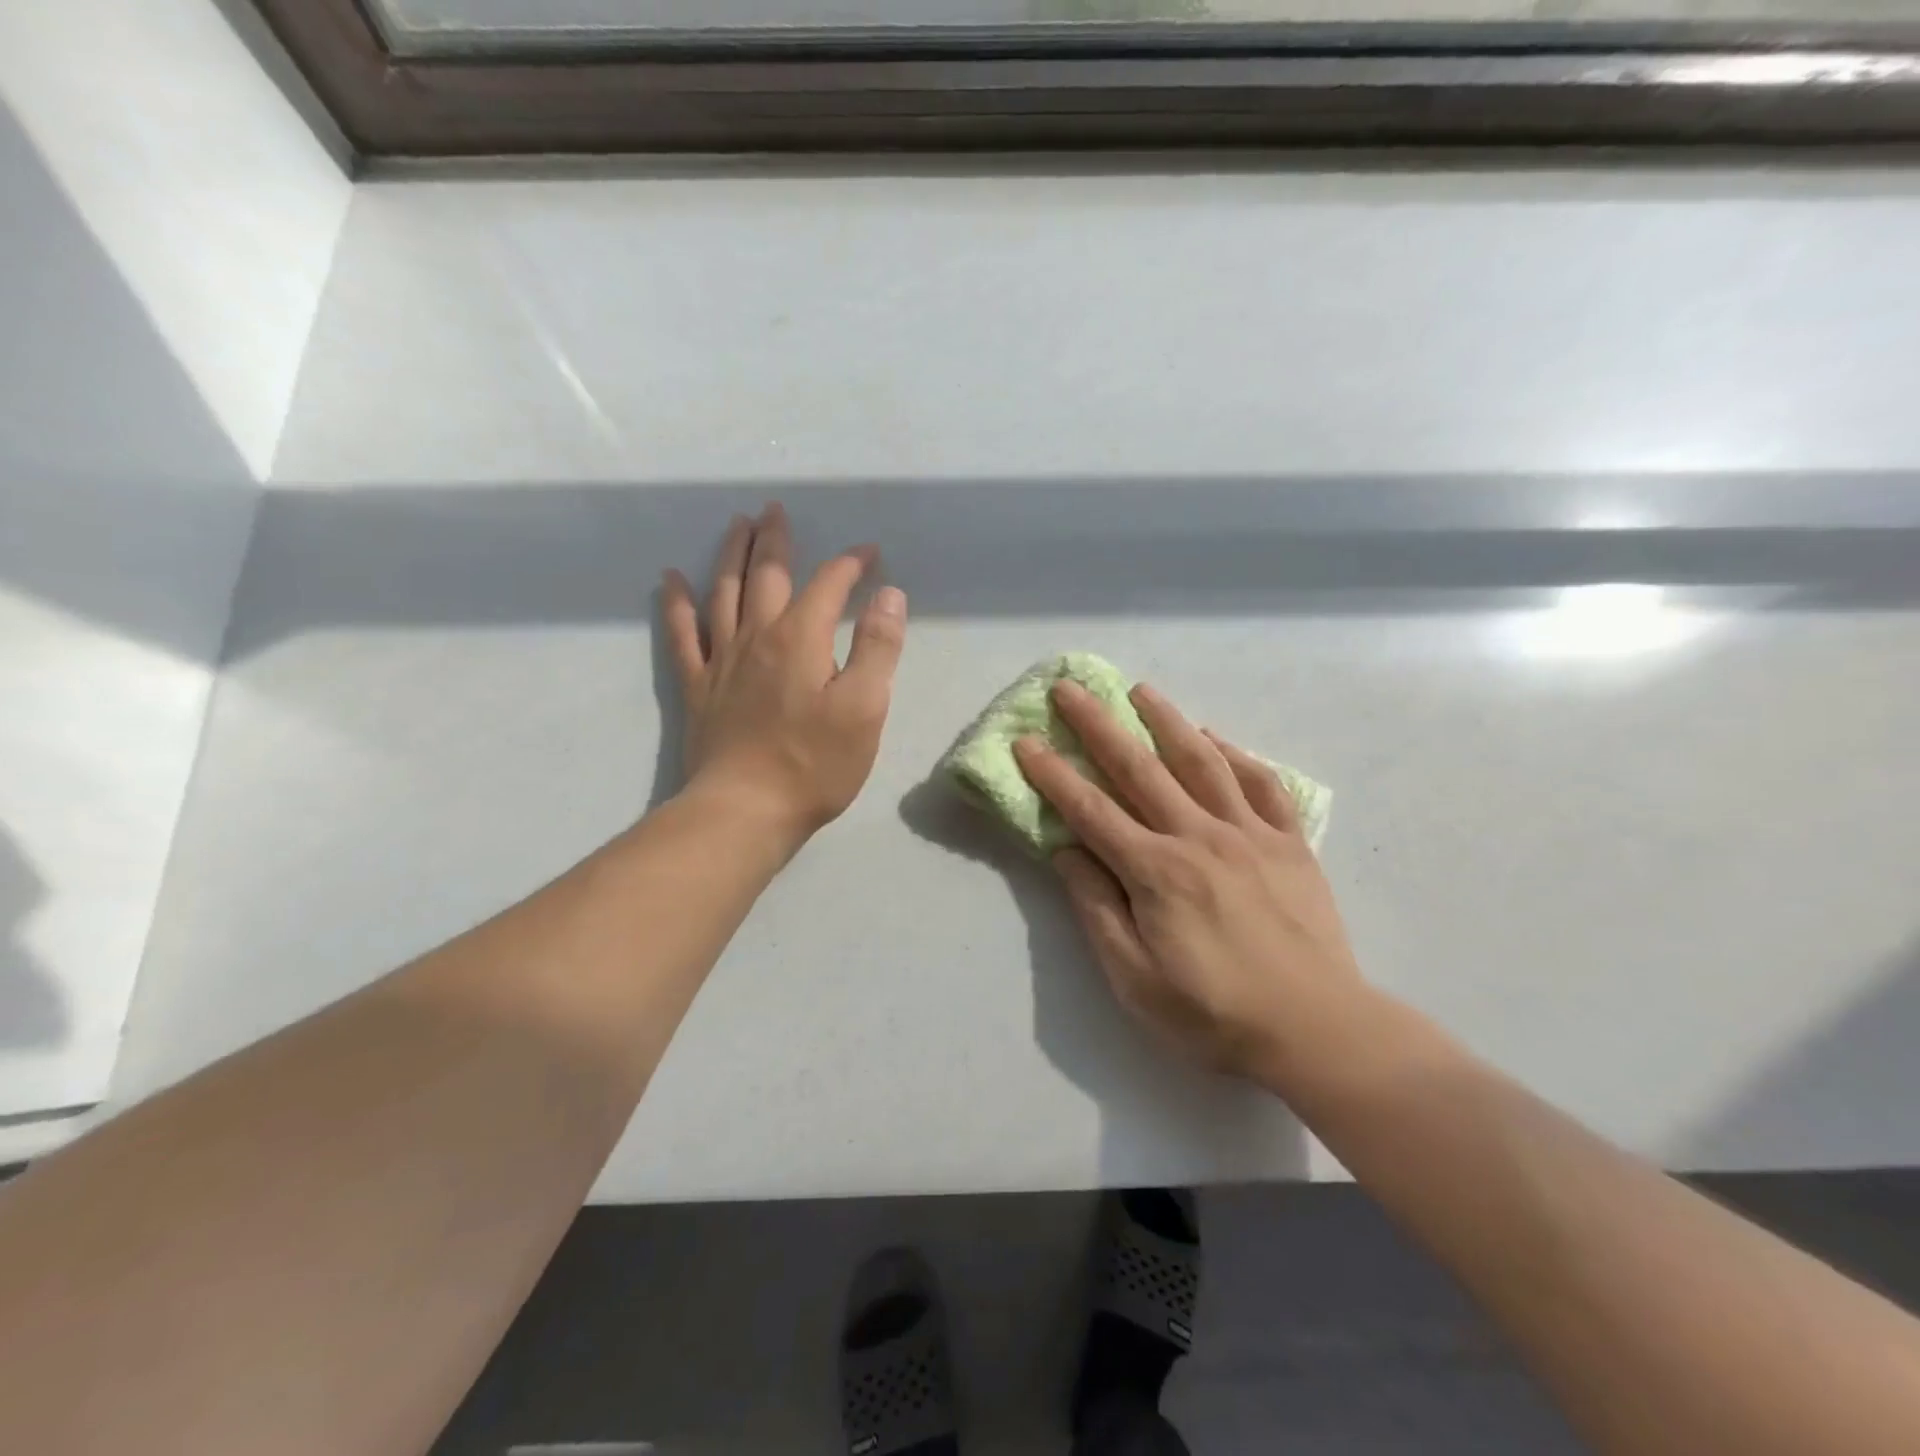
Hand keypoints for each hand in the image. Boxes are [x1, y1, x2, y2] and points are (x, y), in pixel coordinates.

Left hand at [662, 504, 905, 842]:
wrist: (746, 809)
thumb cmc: (815, 763)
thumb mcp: (865, 707)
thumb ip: (879, 647)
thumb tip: (888, 595)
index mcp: (801, 638)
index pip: (829, 584)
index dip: (851, 564)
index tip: (870, 554)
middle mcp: (757, 635)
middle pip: (766, 573)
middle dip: (775, 539)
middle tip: (776, 510)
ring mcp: (722, 660)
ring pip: (724, 592)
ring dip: (731, 554)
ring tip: (736, 525)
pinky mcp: (697, 687)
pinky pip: (682, 634)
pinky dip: (676, 603)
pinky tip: (670, 579)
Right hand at [1014, 681, 1364, 1088]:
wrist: (1318, 1031)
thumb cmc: (1214, 1013)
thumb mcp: (1134, 978)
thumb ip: (1097, 908)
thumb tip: (1067, 851)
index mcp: (1156, 872)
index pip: (1090, 810)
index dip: (1053, 774)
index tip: (1026, 740)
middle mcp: (1199, 837)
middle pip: (1138, 768)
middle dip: (1097, 725)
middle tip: (1069, 688)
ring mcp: (1250, 834)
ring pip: (1201, 761)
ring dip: (1166, 719)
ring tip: (1140, 690)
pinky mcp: (1290, 843)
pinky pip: (1261, 784)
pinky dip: (1235, 755)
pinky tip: (1215, 738)